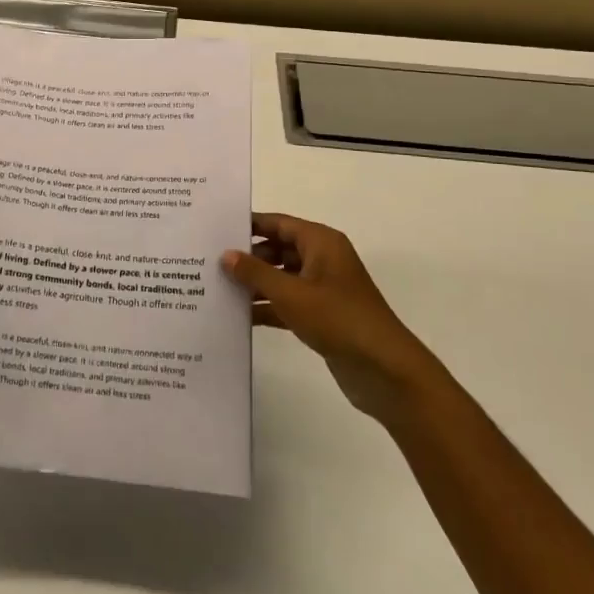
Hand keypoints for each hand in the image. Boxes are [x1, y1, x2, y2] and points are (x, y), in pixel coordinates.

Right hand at [221, 213, 434, 423]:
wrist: (384, 369)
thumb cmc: (337, 318)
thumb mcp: (290, 293)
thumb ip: (255, 273)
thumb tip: (226, 254)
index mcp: (321, 242)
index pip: (279, 223)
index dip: (249, 225)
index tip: (216, 229)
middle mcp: (322, 259)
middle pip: (278, 249)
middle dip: (248, 256)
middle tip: (210, 261)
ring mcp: (322, 288)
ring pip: (281, 277)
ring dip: (255, 284)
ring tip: (217, 288)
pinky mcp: (321, 315)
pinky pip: (287, 302)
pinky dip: (267, 306)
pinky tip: (238, 316)